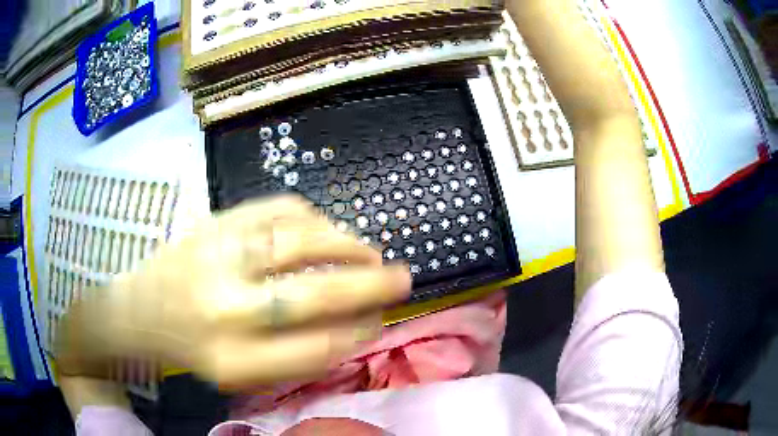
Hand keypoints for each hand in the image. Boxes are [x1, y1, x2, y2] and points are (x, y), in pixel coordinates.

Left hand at [55, 196, 411, 388]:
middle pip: (313, 293)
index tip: (381, 320)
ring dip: (346, 243)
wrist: (137, 306)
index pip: (316, 349)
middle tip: (403, 278)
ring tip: (371, 251)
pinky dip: (311, 216)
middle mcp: (225, 307)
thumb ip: (293, 357)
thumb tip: (352, 326)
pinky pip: (275, 208)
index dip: (359, 333)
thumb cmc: (189, 347)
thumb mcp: (238, 373)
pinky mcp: (214, 220)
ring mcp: (217, 254)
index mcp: (232, 359)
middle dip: (369, 285)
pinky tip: (326, 227)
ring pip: (299, 240)